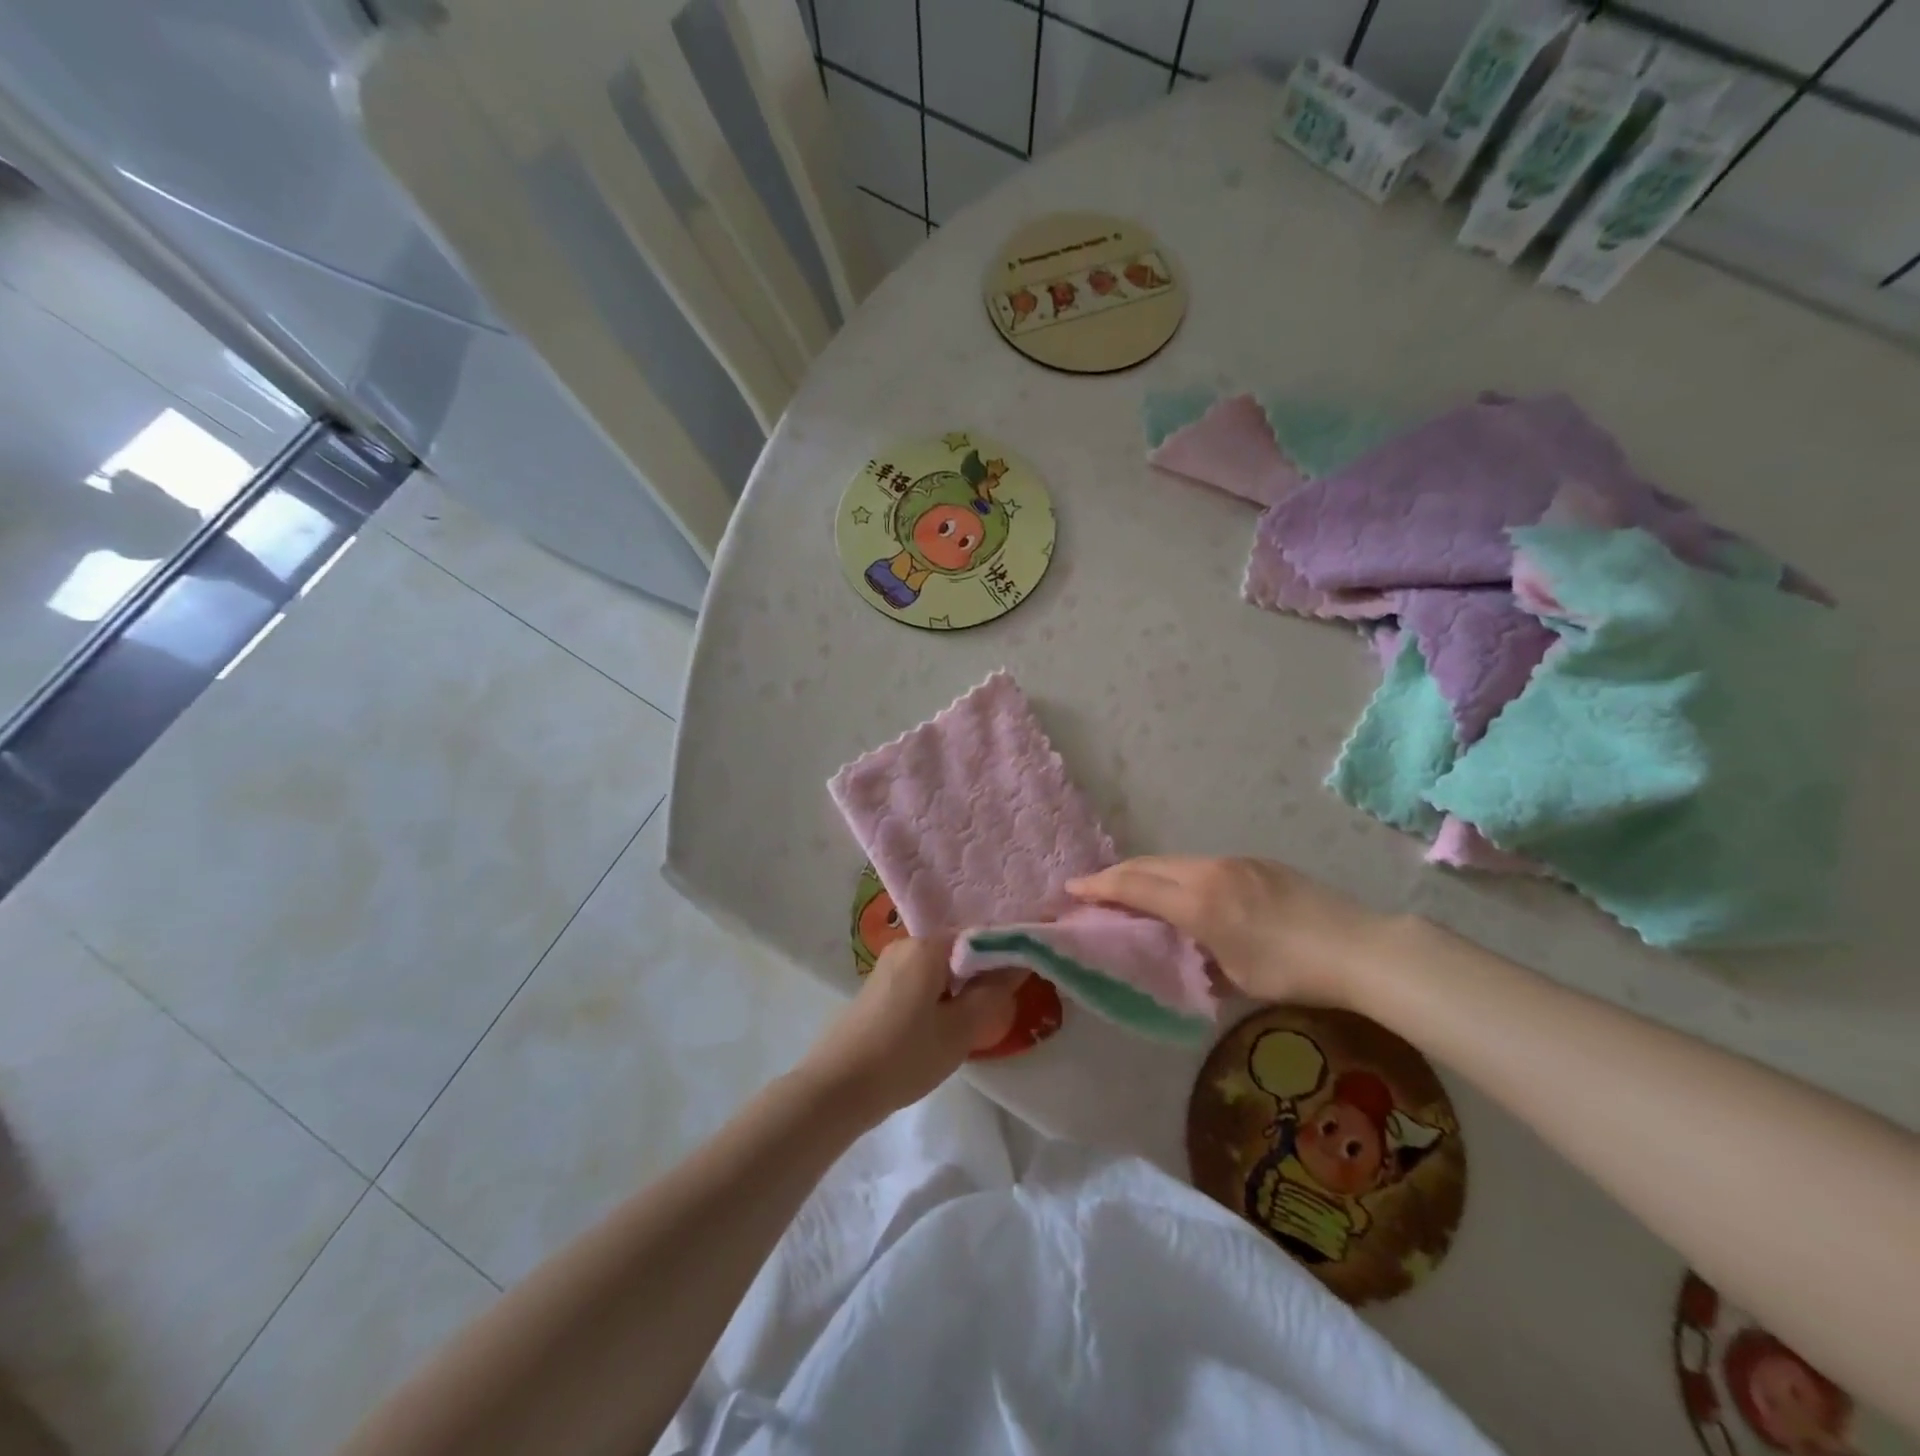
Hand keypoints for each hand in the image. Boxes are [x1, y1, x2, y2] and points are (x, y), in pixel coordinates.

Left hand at [795, 937, 1019, 1126]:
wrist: (837, 1088)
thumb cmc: (904, 1055)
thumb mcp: (960, 1029)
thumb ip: (993, 994)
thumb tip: (1018, 965)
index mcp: (926, 946)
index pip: (978, 938)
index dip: (1005, 957)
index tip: (1022, 983)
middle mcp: (906, 945)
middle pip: (958, 952)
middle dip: (981, 977)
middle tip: (999, 1009)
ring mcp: (888, 967)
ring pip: (939, 970)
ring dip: (959, 991)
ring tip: (974, 1024)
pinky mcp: (878, 990)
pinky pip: (921, 983)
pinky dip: (938, 999)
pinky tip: (942, 1028)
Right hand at [1066, 856, 1389, 1008]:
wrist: (1361, 947)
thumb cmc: (1293, 971)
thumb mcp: (1235, 977)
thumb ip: (1198, 957)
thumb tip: (1183, 951)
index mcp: (1198, 901)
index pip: (1134, 886)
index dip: (1098, 887)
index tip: (1070, 889)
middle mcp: (1209, 871)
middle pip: (1149, 864)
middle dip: (1115, 875)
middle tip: (1091, 889)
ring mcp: (1235, 862)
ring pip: (1174, 861)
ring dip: (1146, 872)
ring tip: (1131, 890)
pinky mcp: (1256, 863)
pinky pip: (1201, 864)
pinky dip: (1176, 874)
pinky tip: (1183, 892)